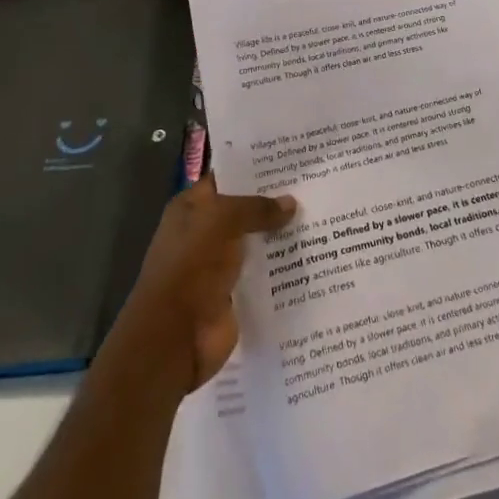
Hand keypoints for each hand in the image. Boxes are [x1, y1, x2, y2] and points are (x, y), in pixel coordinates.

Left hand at [98, 174, 296, 397]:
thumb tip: (290, 203)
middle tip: (315, 184)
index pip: (227, 178)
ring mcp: (221, 265)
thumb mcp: (221, 221)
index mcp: (192, 208)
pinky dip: (284, 266)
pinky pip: (265, 272)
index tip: (290, 159)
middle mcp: (205, 233)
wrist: (175, 339)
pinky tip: (315, 253)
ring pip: (258, 240)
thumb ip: (256, 208)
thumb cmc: (190, 267)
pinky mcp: (237, 293)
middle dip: (275, 200)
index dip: (254, 167)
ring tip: (323, 215)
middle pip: (246, 209)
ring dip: (283, 233)